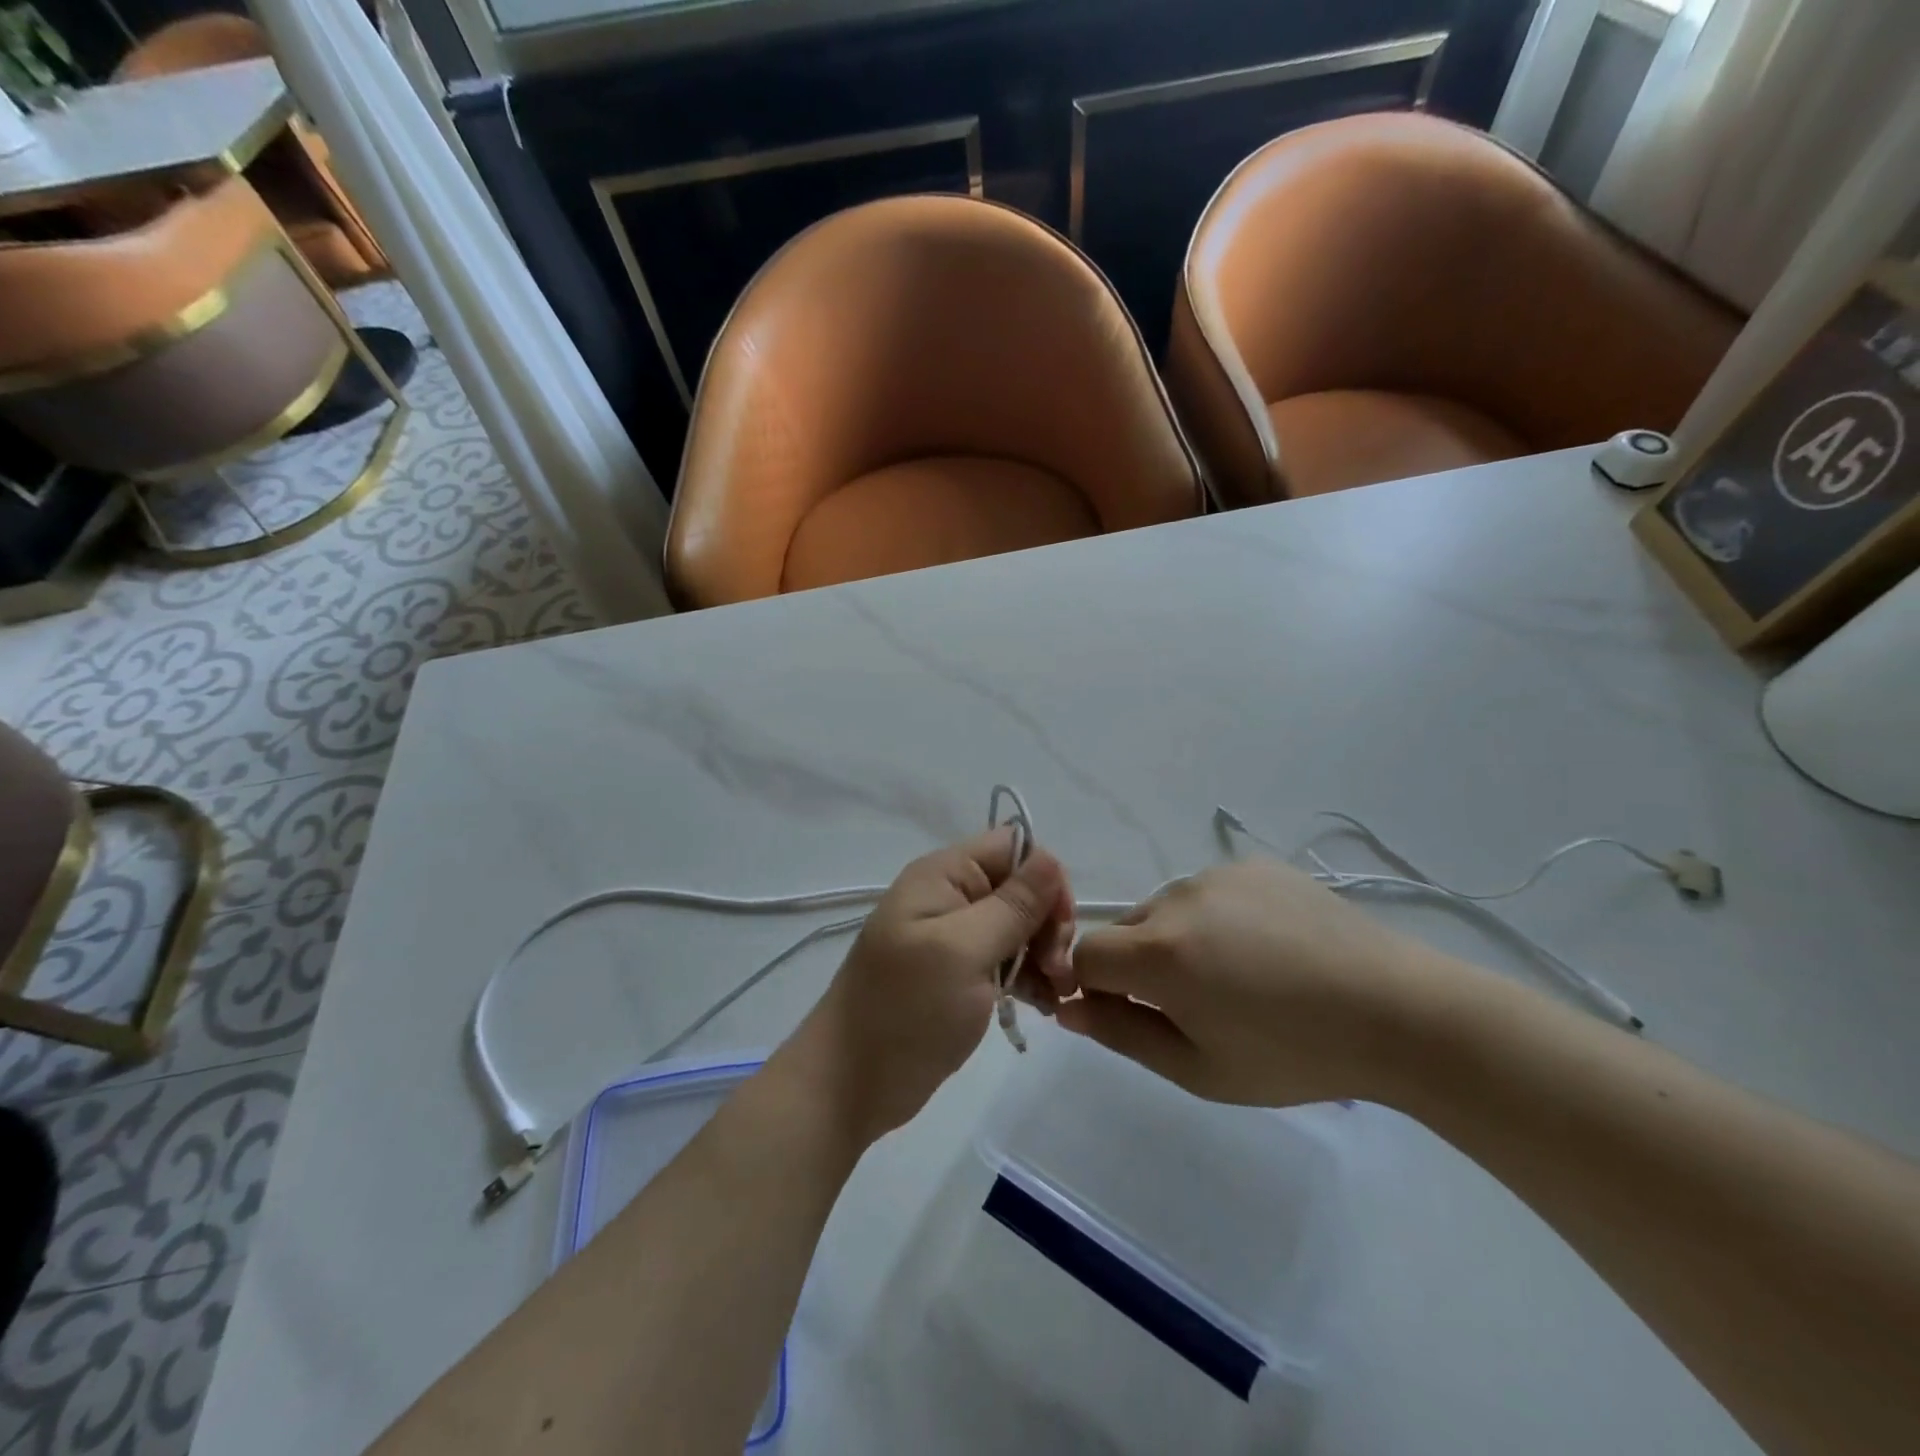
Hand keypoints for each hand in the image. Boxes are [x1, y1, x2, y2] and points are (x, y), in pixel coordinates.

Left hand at [801, 828, 1073, 1144]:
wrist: (850, 1084)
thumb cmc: (906, 1010)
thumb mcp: (964, 951)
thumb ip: (1012, 905)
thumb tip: (1050, 859)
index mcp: (943, 876)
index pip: (1013, 848)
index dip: (1044, 879)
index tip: (1058, 927)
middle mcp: (949, 897)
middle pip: (1020, 888)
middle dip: (1047, 924)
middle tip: (1057, 971)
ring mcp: (953, 938)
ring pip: (1018, 927)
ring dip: (1044, 955)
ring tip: (1055, 996)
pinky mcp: (959, 975)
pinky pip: (1006, 960)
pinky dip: (1029, 978)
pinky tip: (1042, 1006)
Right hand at [1056, 857, 1450, 1107]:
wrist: (1398, 1011)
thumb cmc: (1294, 1055)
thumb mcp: (1199, 1068)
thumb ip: (1121, 1034)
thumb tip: (1068, 1006)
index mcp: (1159, 950)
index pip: (1084, 957)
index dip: (1093, 989)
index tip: (1128, 1015)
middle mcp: (1177, 897)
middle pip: (1125, 931)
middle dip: (1139, 967)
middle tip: (1198, 1007)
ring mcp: (1217, 874)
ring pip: (1167, 911)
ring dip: (1179, 941)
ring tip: (1242, 977)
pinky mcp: (1253, 864)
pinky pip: (1209, 893)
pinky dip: (1217, 919)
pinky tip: (1268, 947)